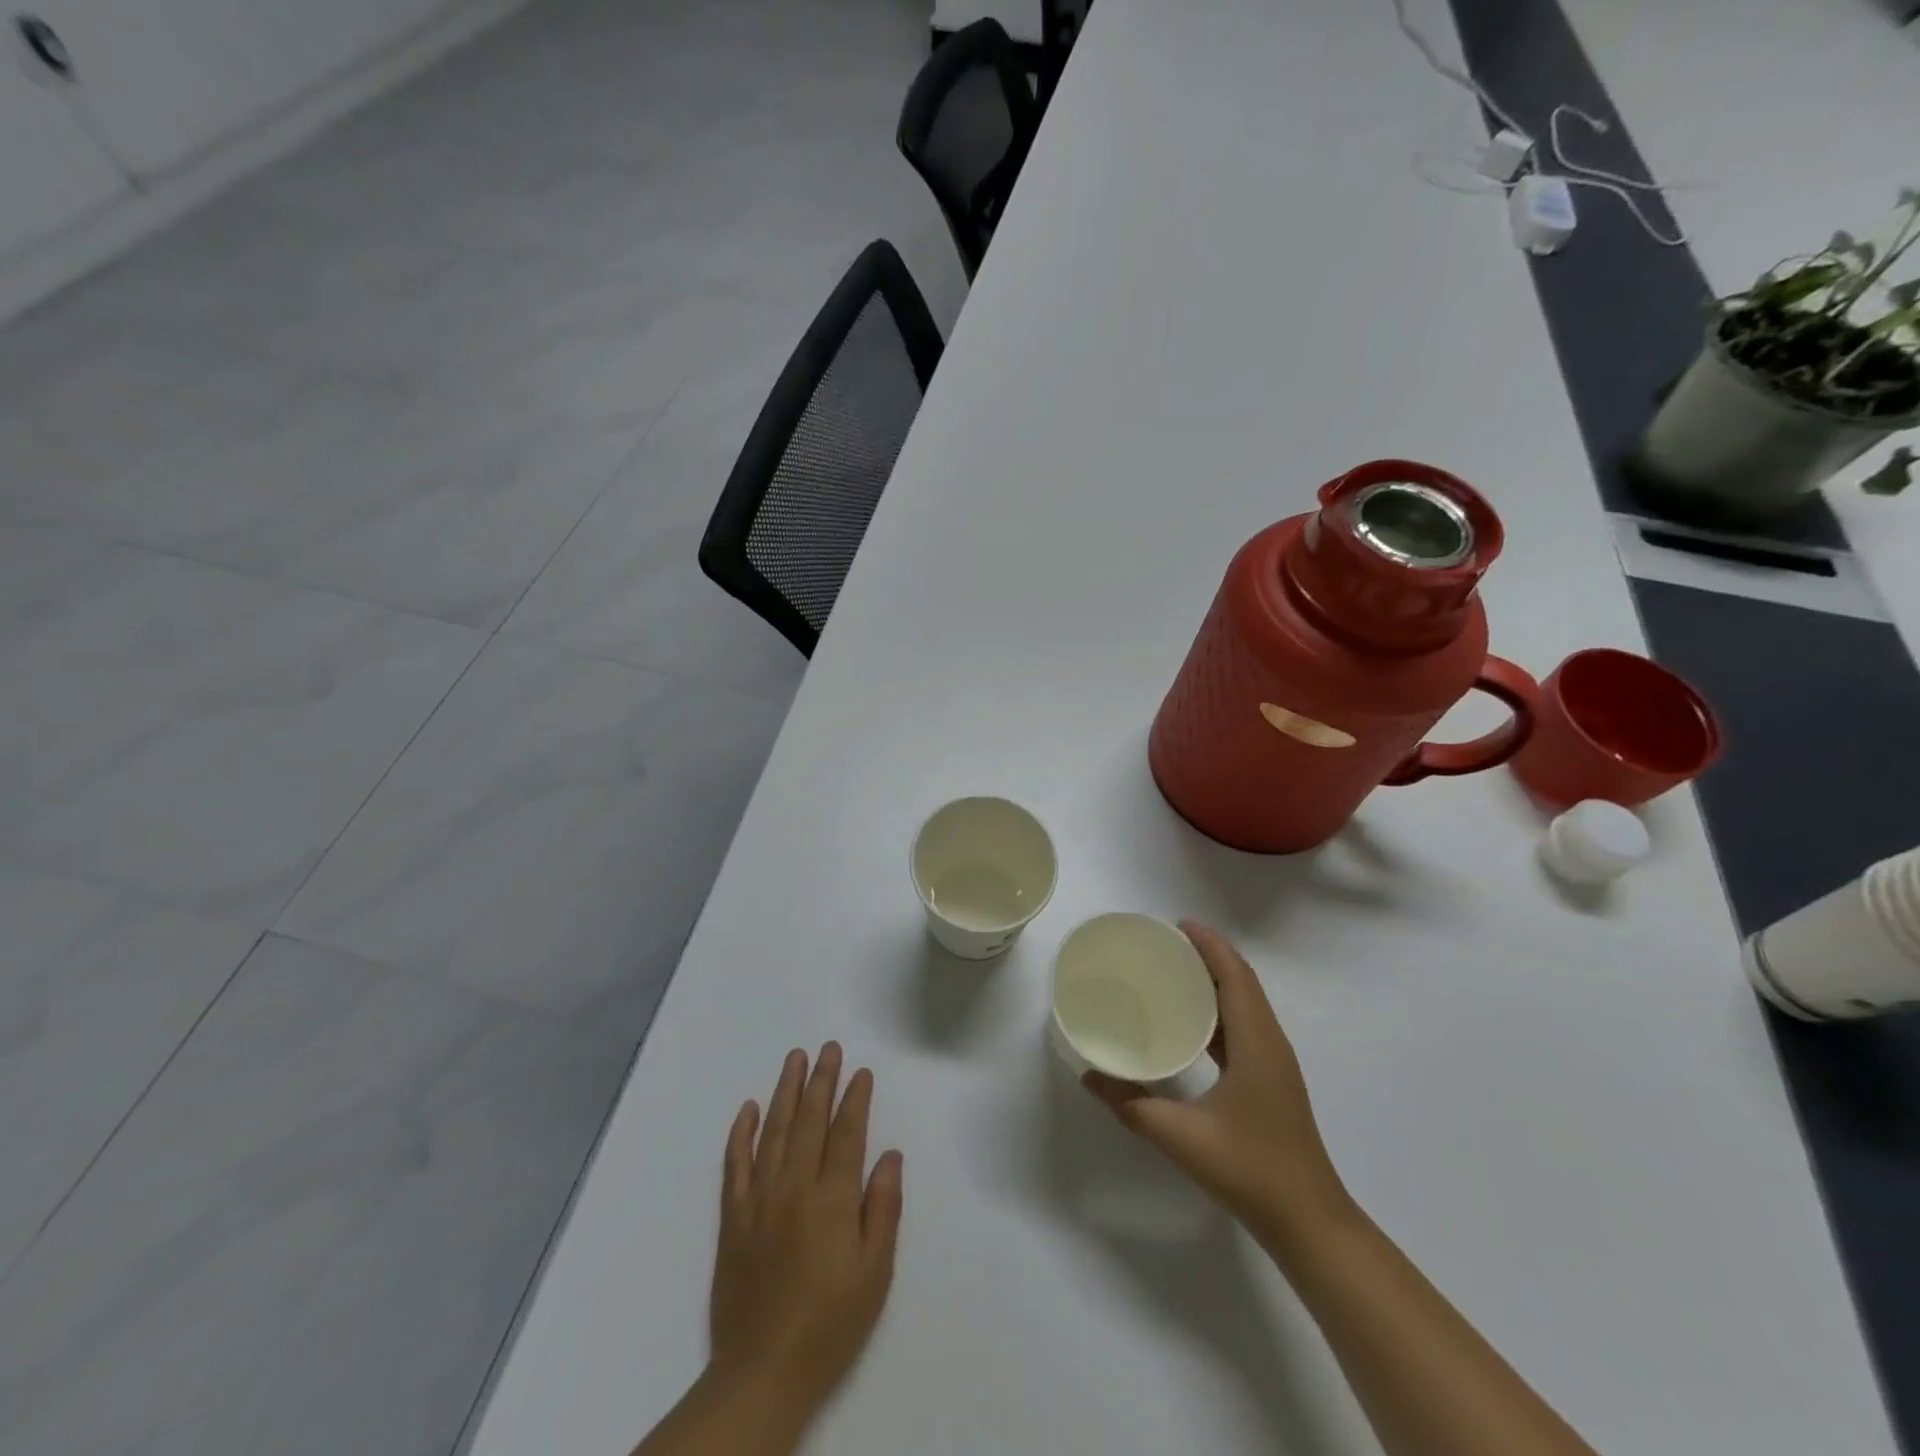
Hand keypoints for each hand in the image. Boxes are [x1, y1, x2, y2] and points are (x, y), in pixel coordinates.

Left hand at [709, 1043, 903, 1419]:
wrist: (762, 1373)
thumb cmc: (830, 1324)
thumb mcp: (875, 1274)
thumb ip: (882, 1209)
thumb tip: (889, 1155)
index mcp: (832, 1199)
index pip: (846, 1134)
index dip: (855, 1099)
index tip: (862, 1072)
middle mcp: (794, 1187)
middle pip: (809, 1120)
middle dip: (821, 1080)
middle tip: (829, 1048)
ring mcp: (759, 1199)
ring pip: (773, 1131)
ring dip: (785, 1091)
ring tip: (794, 1058)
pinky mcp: (732, 1217)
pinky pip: (734, 1164)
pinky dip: (741, 1132)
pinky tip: (748, 1108)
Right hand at [1083, 922, 1350, 1241]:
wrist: (1310, 1224)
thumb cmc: (1251, 1171)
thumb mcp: (1182, 1137)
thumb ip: (1132, 1105)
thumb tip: (1090, 1076)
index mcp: (1256, 1043)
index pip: (1235, 976)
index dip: (1210, 944)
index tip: (1177, 924)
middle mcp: (1270, 1043)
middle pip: (1242, 982)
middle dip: (1208, 955)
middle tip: (1165, 944)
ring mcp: (1274, 1064)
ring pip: (1245, 1005)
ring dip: (1215, 981)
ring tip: (1172, 972)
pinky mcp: (1270, 1081)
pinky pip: (1243, 1028)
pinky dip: (1218, 1011)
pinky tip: (1189, 1024)